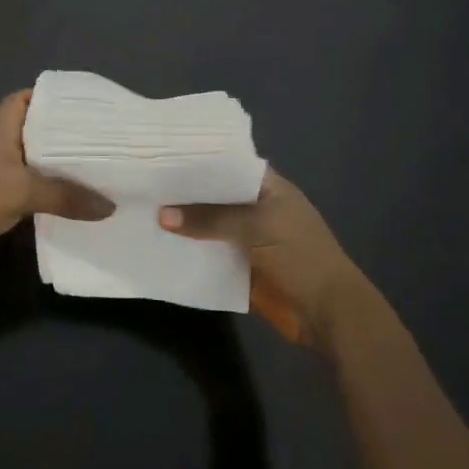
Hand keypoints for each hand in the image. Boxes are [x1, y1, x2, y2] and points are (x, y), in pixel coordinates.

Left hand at [0, 91, 112, 278]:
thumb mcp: (20, 191)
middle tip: (100, 139)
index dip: (43, 96)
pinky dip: (49, 200)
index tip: (78, 102)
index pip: (19, 101)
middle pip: (32, 135)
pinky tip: (74, 208)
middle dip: (63, 135)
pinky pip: (29, 197)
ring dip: (58, 170)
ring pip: (33, 168)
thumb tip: (110, 205)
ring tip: (97, 172)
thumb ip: (64, 196)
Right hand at [159, 169, 369, 350]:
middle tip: (141, 182)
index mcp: (267, 186)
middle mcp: (255, 206)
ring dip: (182, 222)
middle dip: (183, 192)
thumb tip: (161, 214)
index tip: (160, 154)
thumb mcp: (256, 227)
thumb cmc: (300, 257)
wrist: (328, 314)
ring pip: (208, 224)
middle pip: (214, 194)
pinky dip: (188, 249)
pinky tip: (158, 243)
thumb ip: (209, 218)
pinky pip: (208, 252)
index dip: (197, 159)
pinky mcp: (239, 265)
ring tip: (140, 209)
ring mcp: (247, 237)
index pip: (227, 162)